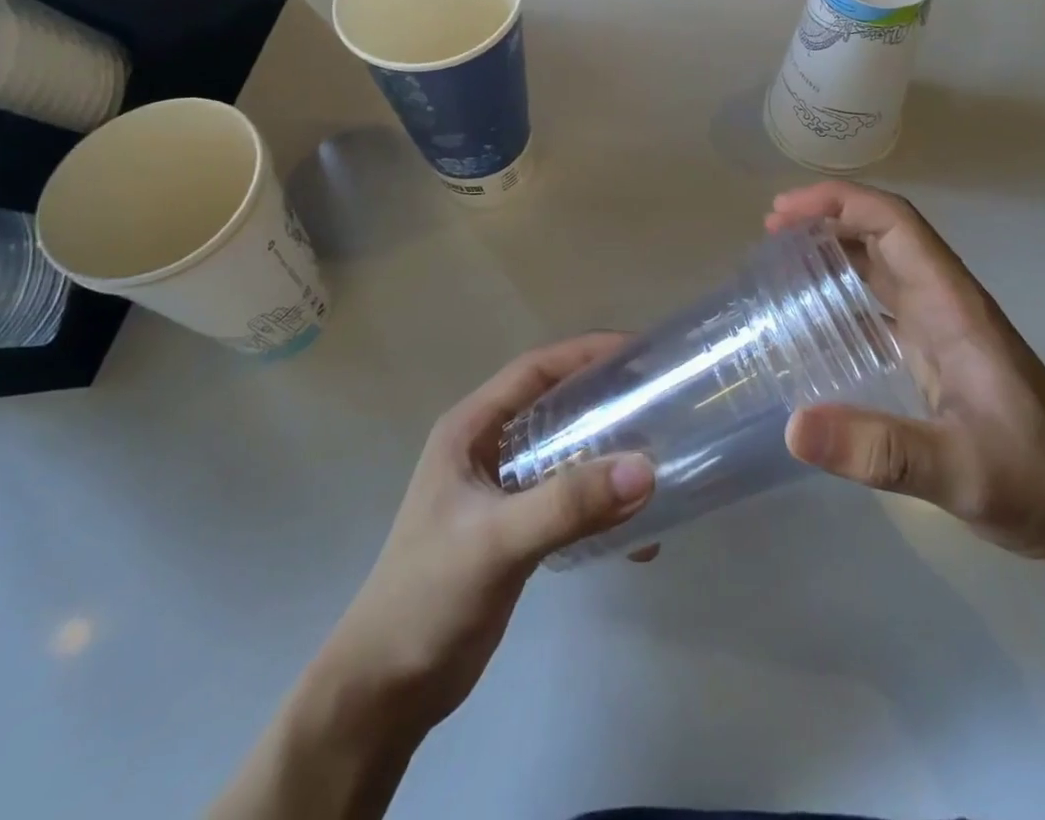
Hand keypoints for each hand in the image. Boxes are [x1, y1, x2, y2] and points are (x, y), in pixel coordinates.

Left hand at [323, 334, 655, 732]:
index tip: (638, 352)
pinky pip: (567, 499)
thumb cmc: (428, 596)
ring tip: (659, 459)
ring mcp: (501, 491)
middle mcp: (486, 449)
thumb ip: (568, 504)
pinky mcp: (514, 530)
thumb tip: (645, 469)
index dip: (585, 352)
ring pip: (566, 452)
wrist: (385, 691)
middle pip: (555, 405)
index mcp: (471, 429)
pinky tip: (636, 534)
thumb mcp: (498, 540)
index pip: (534, 370)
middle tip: (659, 401)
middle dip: (605, 400)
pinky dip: (600, 506)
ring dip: (608, 455)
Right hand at [771, 182, 1044, 564]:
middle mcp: (945, 303)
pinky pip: (882, 301)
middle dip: (826, 216)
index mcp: (953, 305)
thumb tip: (793, 427)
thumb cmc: (1034, 482)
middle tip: (769, 231)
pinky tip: (813, 314)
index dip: (839, 203)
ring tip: (779, 257)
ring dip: (834, 246)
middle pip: (884, 232)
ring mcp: (942, 327)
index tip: (783, 214)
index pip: (895, 223)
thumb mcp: (957, 472)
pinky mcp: (936, 353)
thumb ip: (880, 451)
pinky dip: (844, 288)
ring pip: (882, 262)